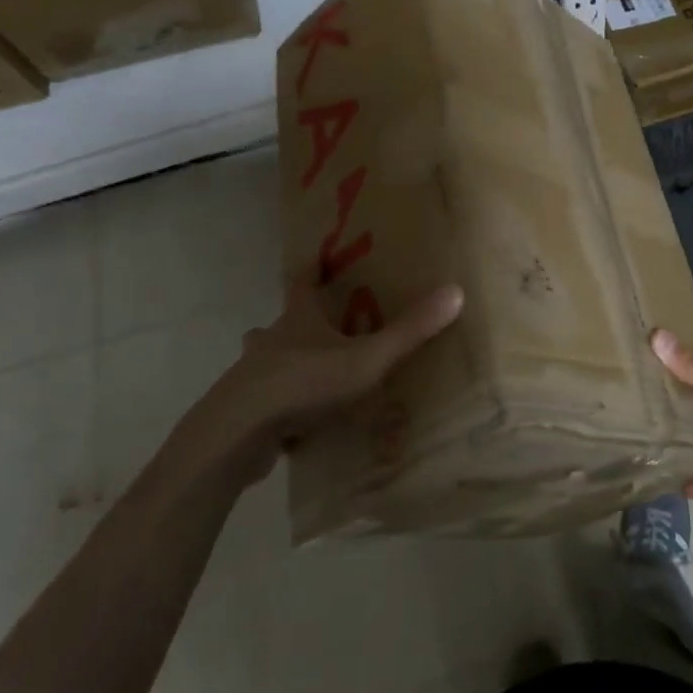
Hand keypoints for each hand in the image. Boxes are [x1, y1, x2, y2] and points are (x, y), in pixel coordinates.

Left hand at [184, 278, 463, 486]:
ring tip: (310, 379)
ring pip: (266, 363)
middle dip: (296, 323)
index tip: (316, 257)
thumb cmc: (304, 384)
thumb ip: (409, 331)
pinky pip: (264, 404)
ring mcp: (250, 378)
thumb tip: (455, 291)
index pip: (301, 282)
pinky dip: (278, 407)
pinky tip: (296, 425)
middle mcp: (270, 341)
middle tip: (319, 330)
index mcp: (297, 320)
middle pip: (279, 323)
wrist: (237, 435)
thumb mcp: (366, 358)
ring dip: (283, 365)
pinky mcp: (243, 414)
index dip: (310, 267)